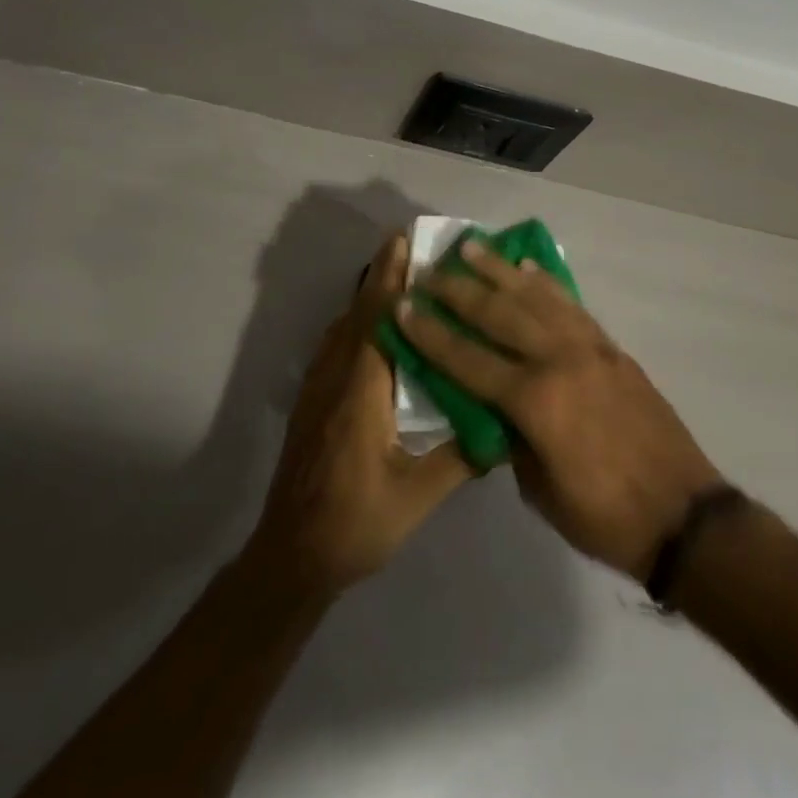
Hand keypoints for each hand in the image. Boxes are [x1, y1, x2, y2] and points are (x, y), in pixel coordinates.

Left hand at [245, 232, 472, 601]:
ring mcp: (318, 388)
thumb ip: (461, 458)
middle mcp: (335, 377)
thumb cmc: (356, 523)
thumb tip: (505, 426)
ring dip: (368, 295)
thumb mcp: (417, 496)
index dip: (391, 277)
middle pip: (358, 312)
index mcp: (361, 391)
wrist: (291, 556)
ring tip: (398, 275)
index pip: (378, 319)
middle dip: (382, 274)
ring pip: (343, 326)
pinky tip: (373, 327)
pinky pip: (335, 345)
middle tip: (409, 243)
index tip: (406, 241)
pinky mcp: (312, 401)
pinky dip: (355, 321)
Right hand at [396, 241, 723, 579]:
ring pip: (534, 296)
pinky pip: (570, 304)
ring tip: (471, 248)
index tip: (403, 305)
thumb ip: (509, 437)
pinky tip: (528, 266)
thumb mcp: (539, 489)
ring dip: (499, 270)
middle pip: (498, 313)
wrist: (683, 515)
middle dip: (457, 290)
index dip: (430, 333)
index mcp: (535, 401)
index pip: (467, 358)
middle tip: (429, 271)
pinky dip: (545, 281)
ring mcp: (589, 348)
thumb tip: (490, 406)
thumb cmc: (604, 516)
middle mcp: (558, 360)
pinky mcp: (610, 347)